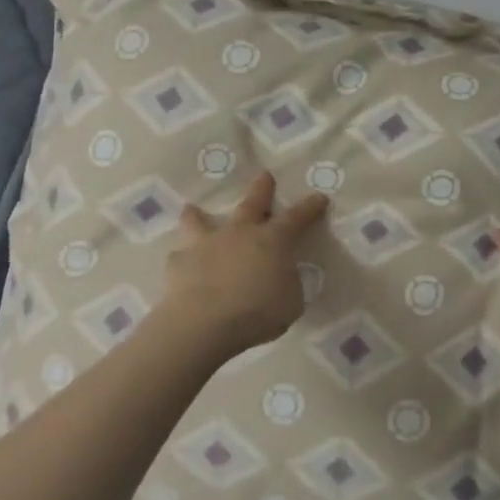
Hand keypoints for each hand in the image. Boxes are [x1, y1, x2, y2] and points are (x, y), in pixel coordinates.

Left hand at [163, 172, 329, 358]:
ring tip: (191, 209)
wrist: (204, 324)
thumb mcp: (291, 302)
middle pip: (252, 204)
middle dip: (261, 189)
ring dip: (197, 215)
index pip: (297, 218)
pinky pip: (180, 255)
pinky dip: (183, 257)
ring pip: (200, 221)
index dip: (310, 207)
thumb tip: (282, 275)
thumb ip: (287, 283)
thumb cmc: (257, 313)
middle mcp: (239, 233)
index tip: (319, 197)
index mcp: (272, 241)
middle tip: (264, 175)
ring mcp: (206, 244)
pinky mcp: (179, 262)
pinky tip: (181, 263)